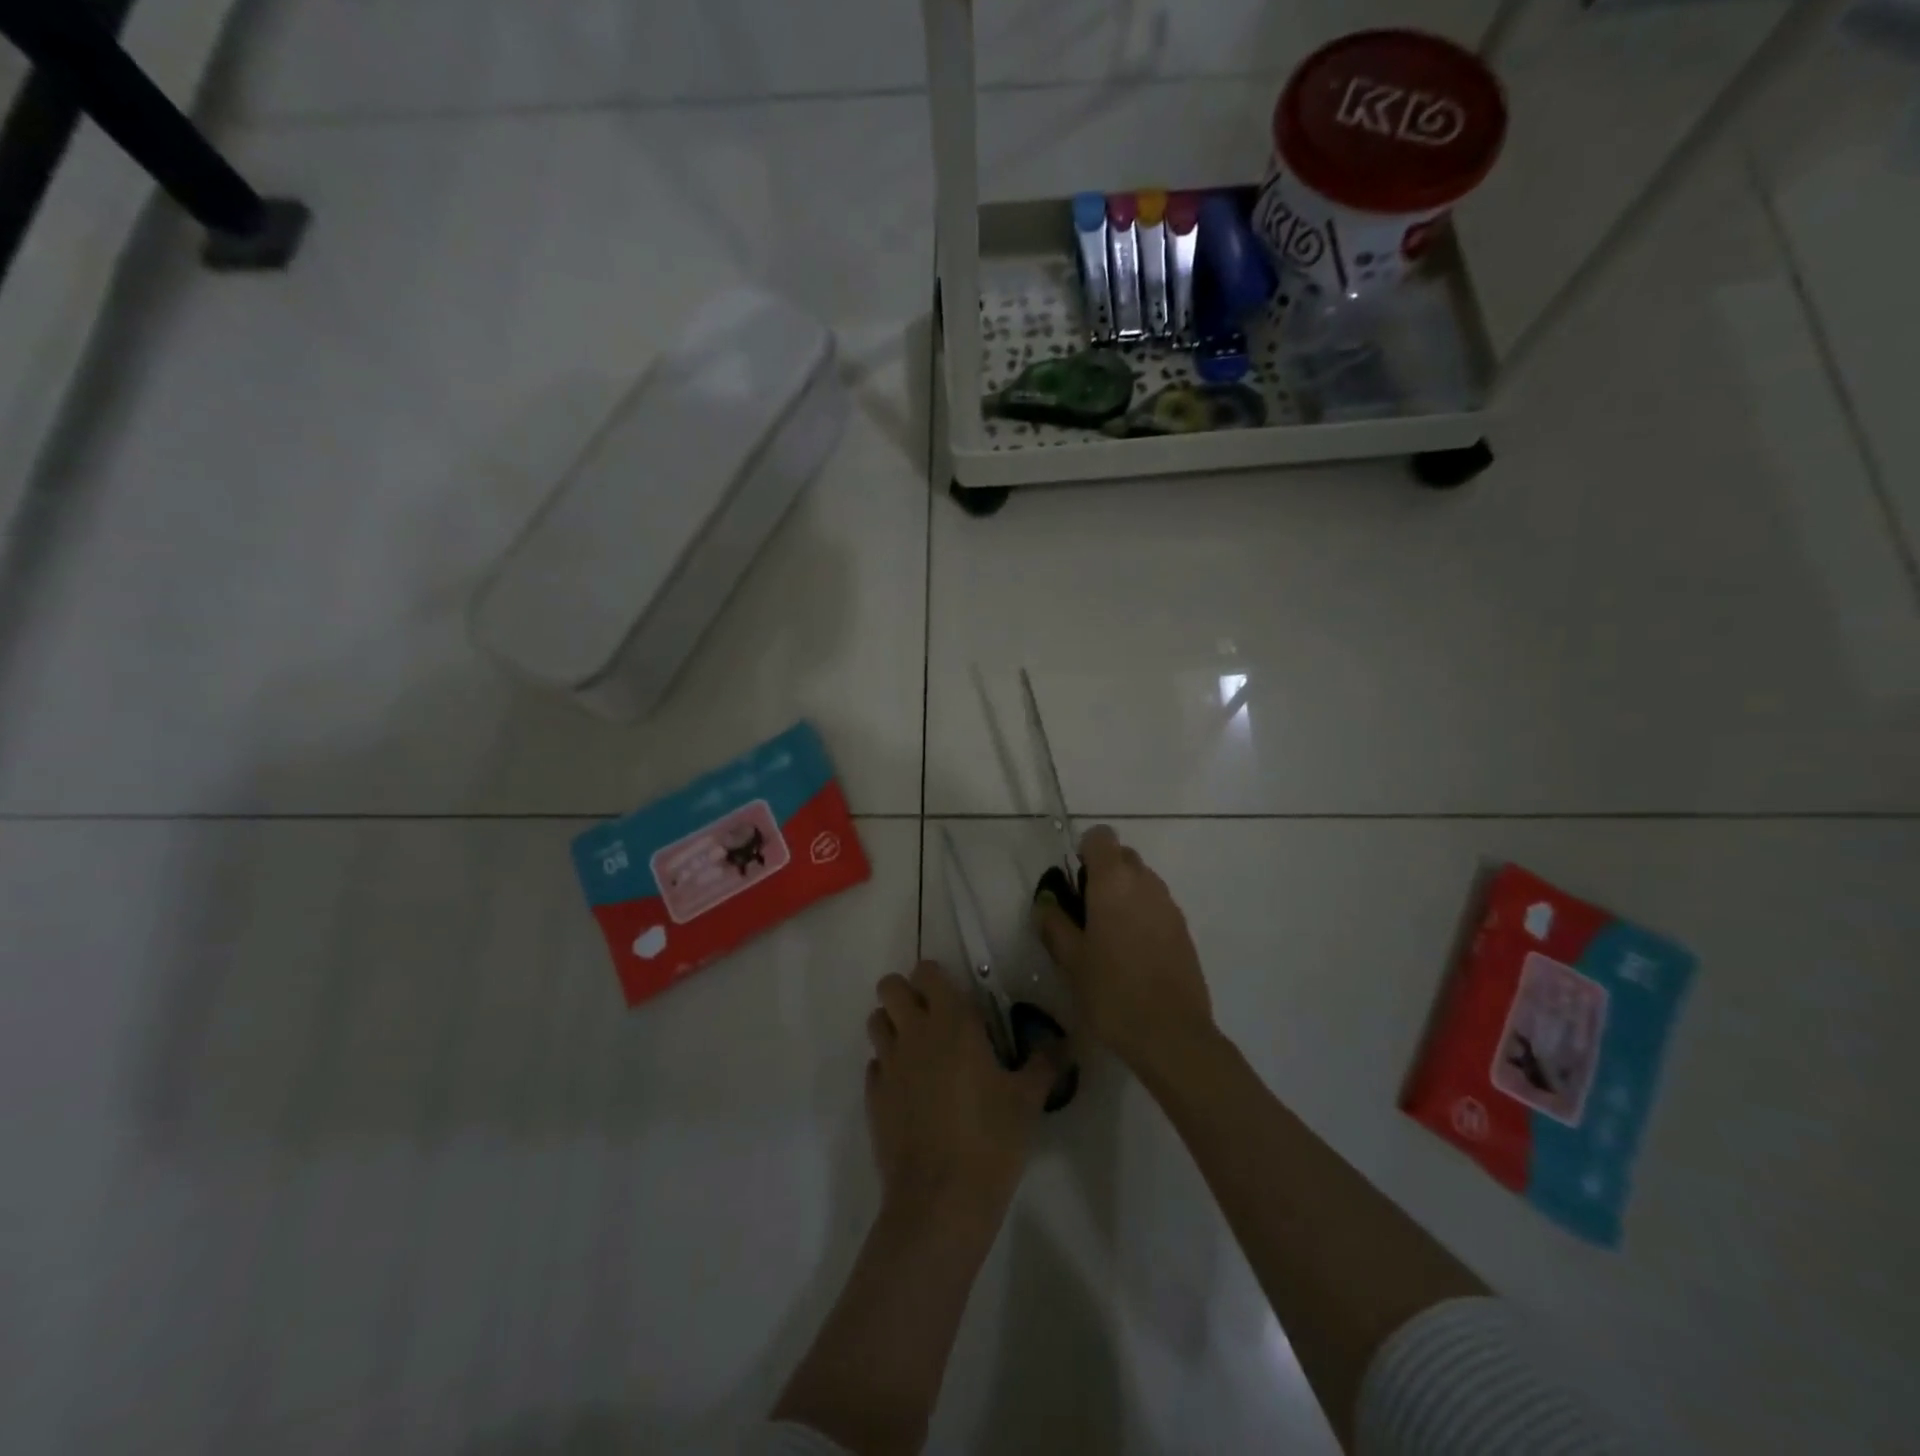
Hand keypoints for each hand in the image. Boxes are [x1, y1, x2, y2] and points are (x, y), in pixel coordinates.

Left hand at [865, 961, 1055, 1227]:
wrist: (940, 1201)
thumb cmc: (991, 1140)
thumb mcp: (1028, 1100)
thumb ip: (1044, 1064)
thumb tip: (1062, 1044)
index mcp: (951, 1022)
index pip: (927, 972)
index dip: (936, 978)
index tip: (956, 999)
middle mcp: (913, 1033)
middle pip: (889, 987)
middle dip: (906, 994)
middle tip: (933, 1020)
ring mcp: (888, 1065)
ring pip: (876, 1022)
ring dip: (893, 1026)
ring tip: (920, 1052)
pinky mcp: (873, 1098)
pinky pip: (875, 1065)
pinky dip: (888, 1068)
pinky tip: (911, 1093)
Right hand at [1033, 825, 1215, 1076]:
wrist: (1171, 1033)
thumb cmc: (1112, 991)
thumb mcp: (1070, 959)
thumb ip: (1054, 923)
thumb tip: (1045, 903)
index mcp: (1114, 880)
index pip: (1100, 836)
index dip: (1084, 850)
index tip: (1073, 882)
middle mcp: (1145, 882)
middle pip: (1123, 856)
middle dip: (1103, 873)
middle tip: (1085, 911)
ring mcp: (1169, 905)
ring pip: (1142, 881)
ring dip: (1123, 894)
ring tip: (1107, 936)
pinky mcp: (1184, 929)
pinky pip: (1156, 905)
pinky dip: (1141, 915)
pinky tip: (1131, 953)